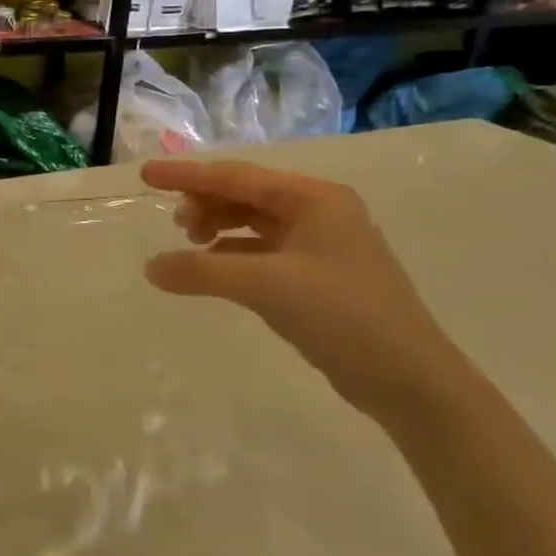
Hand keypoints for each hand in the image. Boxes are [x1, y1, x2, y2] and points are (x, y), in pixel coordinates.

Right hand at [140, 157, 470, 424]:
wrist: (410, 381)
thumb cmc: (343, 314)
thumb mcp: (266, 285)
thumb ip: (202, 272)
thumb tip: (150, 268)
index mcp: (315, 198)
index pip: (237, 177)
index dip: (187, 175)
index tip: (145, 175)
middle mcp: (319, 213)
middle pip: (245, 196)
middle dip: (205, 203)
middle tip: (173, 223)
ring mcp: (320, 246)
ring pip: (253, 224)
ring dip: (218, 229)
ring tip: (189, 243)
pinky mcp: (316, 278)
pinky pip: (261, 253)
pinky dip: (232, 257)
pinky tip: (211, 270)